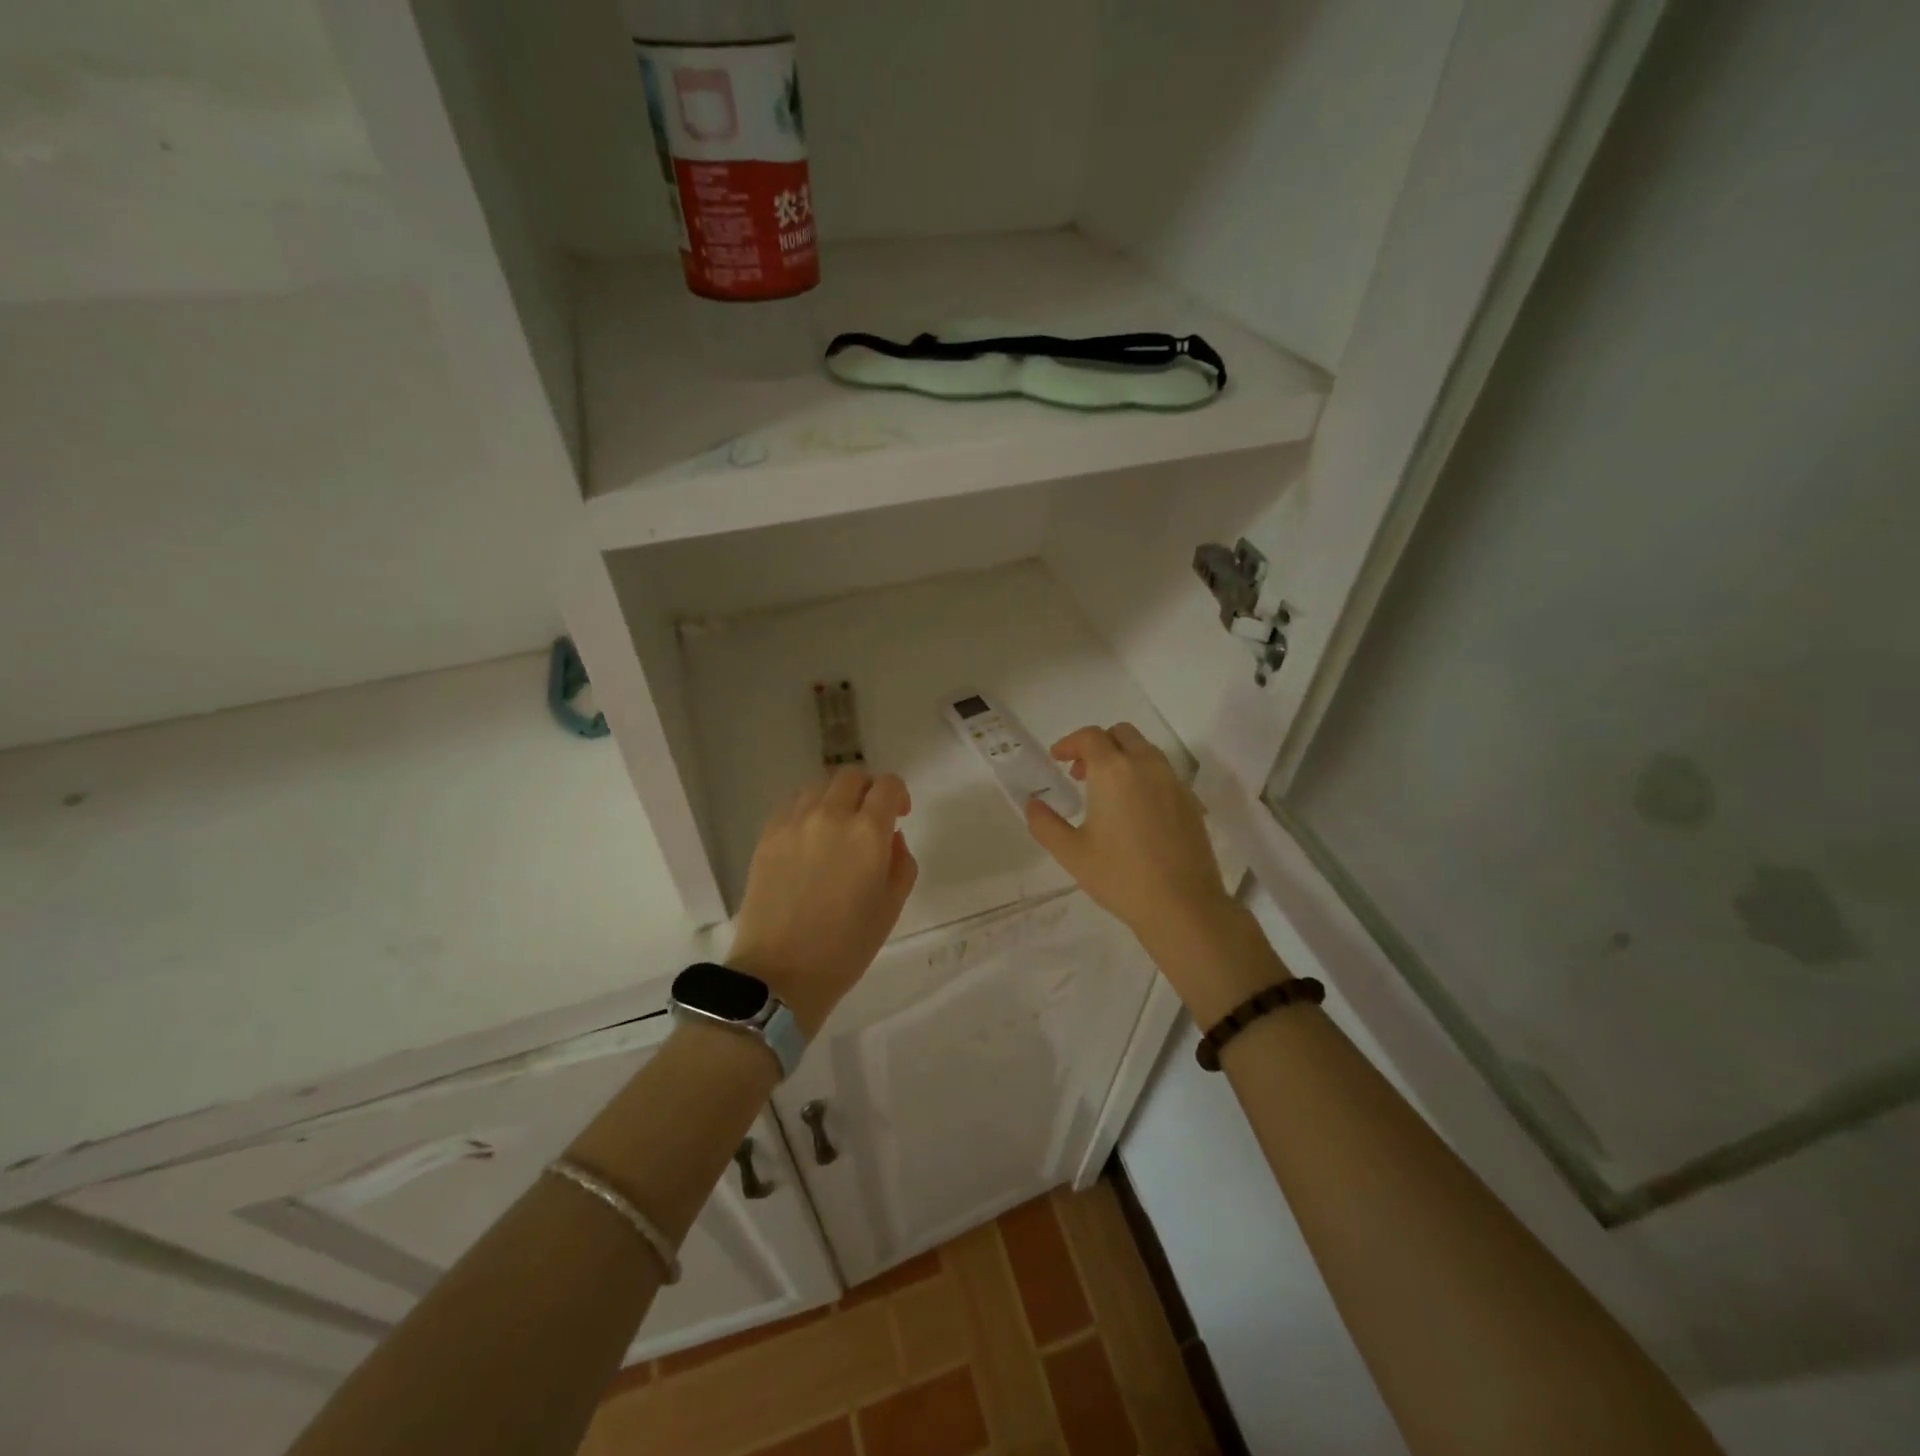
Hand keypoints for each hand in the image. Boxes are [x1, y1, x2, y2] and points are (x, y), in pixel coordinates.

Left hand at [727, 767, 917, 1035]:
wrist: (780, 973)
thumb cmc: (846, 947)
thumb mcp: (891, 907)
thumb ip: (902, 862)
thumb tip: (891, 838)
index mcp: (867, 833)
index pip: (887, 786)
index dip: (898, 794)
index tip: (899, 815)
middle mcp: (830, 816)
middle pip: (851, 776)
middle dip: (867, 790)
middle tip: (870, 818)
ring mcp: (793, 823)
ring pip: (819, 787)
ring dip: (836, 798)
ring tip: (837, 827)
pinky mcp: (767, 836)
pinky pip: (792, 806)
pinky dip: (808, 811)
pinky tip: (810, 840)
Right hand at [1026, 725, 1254, 1008]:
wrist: (1182, 905)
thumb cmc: (1120, 876)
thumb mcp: (1071, 853)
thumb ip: (1045, 823)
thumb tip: (1032, 804)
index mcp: (1114, 771)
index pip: (1090, 737)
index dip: (1069, 743)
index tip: (1057, 759)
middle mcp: (1146, 766)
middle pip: (1121, 734)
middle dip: (1098, 745)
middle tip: (1081, 774)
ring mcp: (1173, 782)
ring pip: (1145, 751)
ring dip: (1122, 758)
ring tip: (1108, 793)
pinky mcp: (1191, 801)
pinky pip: (1163, 773)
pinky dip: (1144, 777)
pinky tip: (1135, 812)